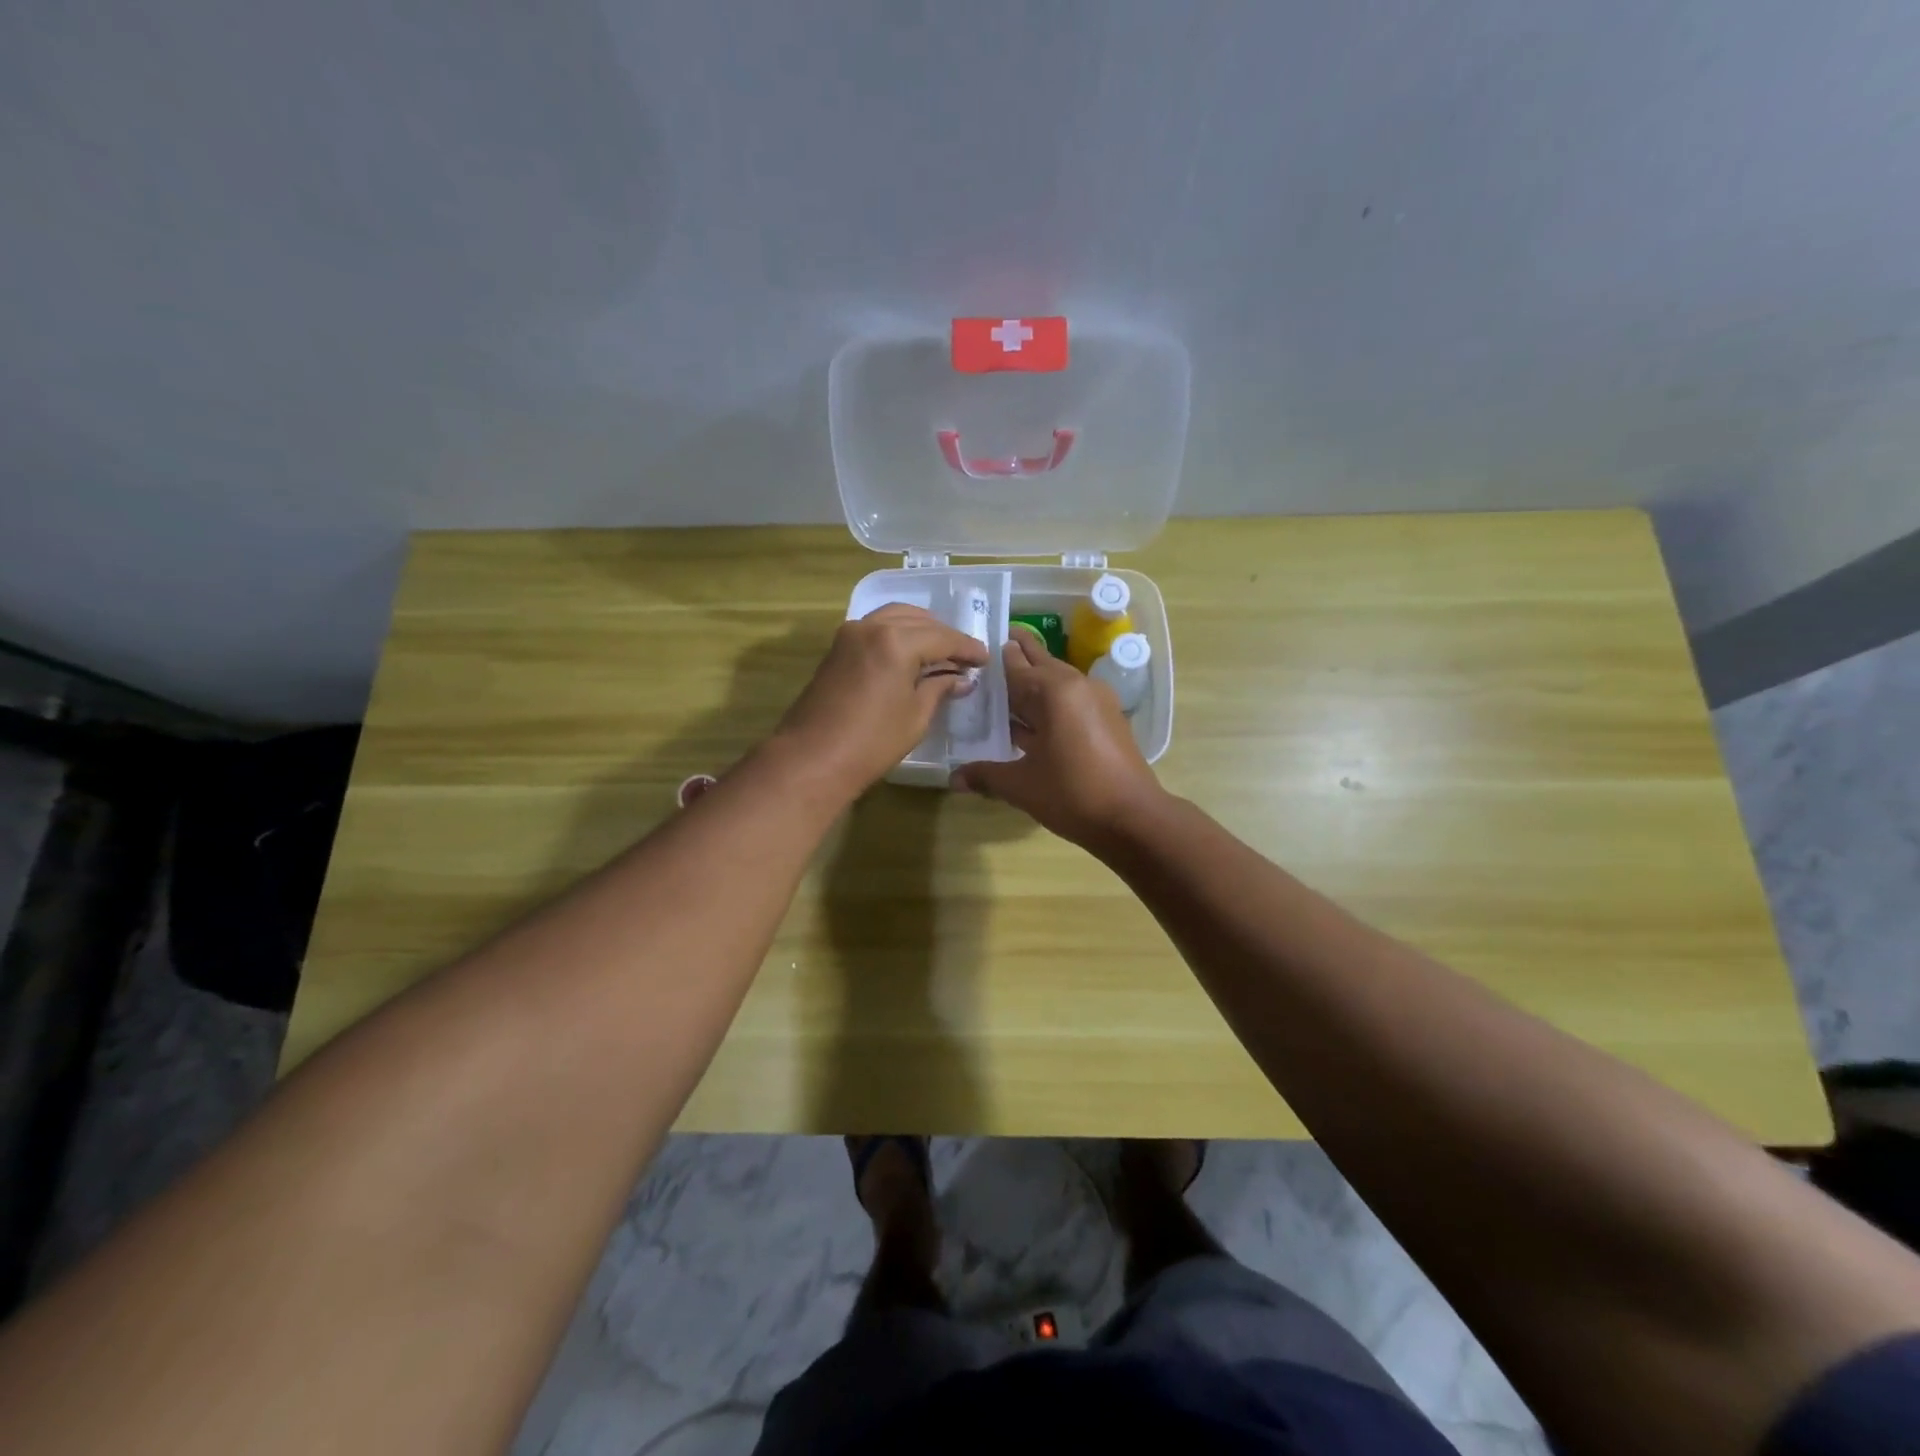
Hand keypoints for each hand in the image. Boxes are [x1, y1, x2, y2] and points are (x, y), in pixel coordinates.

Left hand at [773, 604, 987, 799]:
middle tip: (964, 657)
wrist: (812, 758)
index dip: (967, 648)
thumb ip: (939, 688)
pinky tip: (909, 654)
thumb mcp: (916, 716)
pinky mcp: (837, 648)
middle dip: (944, 636)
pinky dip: (896, 633)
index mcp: (896, 641)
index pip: (942, 637)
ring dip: (919, 629)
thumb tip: (960, 678)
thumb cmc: (872, 742)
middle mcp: (872, 626)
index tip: (985, 659)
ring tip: (939, 652)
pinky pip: (875, 627)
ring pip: (894, 617)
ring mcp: (850, 634)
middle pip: (918, 620)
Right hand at [951, 624, 1165, 846]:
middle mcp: (1077, 685)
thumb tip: (954, 778)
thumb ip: (986, 775)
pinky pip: (1070, 701)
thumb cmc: (1073, 794)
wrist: (1133, 818)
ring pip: (1056, 683)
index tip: (974, 647)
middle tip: (987, 650)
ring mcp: (1096, 701)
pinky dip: (1049, 704)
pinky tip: (1029, 720)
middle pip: (1040, 664)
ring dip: (1032, 685)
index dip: (994, 657)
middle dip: (1016, 658)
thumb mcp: (1021, 785)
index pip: (1016, 664)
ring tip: (1001, 688)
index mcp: (1055, 690)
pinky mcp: (1107, 719)